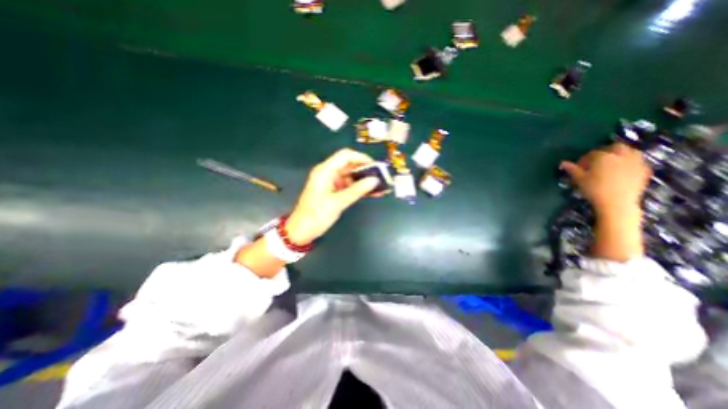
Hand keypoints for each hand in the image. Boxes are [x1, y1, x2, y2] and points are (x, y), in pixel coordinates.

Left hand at [284, 148, 377, 243]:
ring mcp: (330, 181)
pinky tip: (371, 192)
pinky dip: (359, 188)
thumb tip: (375, 180)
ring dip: (364, 180)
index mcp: (325, 171)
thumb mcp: (338, 203)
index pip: (345, 156)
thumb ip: (357, 190)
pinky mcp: (333, 190)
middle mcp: (328, 173)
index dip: (362, 158)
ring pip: (350, 175)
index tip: (376, 166)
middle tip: (380, 177)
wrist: (302, 230)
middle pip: (349, 164)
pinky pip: (348, 185)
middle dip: (365, 170)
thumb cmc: (316, 215)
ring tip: (379, 186)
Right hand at [558, 144, 650, 219]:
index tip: (579, 167)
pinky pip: (638, 161)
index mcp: (603, 157)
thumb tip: (563, 163)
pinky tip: (623, 171)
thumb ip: (572, 169)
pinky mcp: (644, 170)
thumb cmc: (594, 190)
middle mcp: (621, 155)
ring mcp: (636, 162)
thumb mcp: (579, 179)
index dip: (584, 159)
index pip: (592, 153)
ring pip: (630, 152)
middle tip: (597, 161)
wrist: (617, 203)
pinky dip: (630, 163)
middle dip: (606, 151)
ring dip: (620, 155)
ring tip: (612, 164)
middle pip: (615, 147)